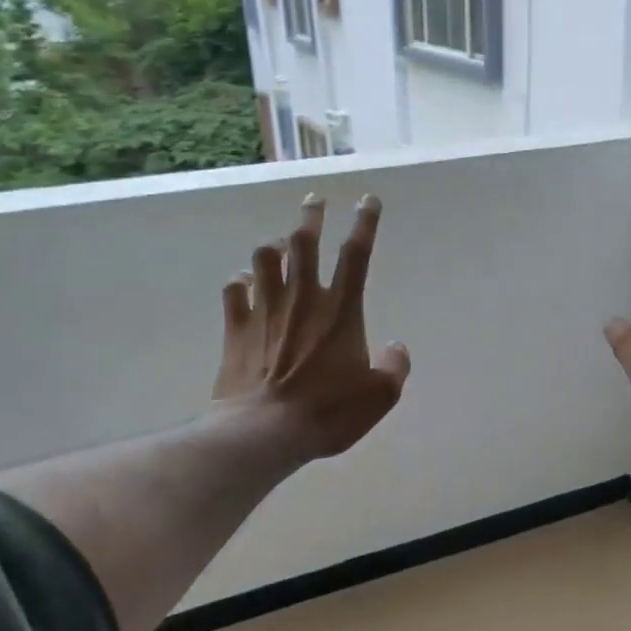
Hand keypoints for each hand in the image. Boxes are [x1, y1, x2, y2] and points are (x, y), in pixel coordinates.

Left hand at [213, 191, 410, 462]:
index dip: (365, 222)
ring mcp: (265, 309)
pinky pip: (234, 289)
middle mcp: (302, 299)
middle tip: (314, 201)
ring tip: (281, 245)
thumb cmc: (328, 412)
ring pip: (265, 257)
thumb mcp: (380, 397)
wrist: (264, 431)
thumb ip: (395, 367)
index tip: (367, 199)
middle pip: (304, 241)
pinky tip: (245, 282)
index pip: (356, 254)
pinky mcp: (236, 327)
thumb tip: (396, 347)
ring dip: (275, 245)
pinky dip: (241, 281)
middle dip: (311, 216)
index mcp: (340, 311)